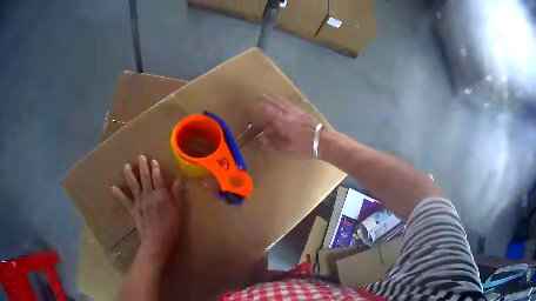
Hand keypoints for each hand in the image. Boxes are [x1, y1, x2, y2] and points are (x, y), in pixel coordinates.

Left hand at [111, 155, 182, 264]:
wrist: (157, 241)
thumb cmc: (171, 227)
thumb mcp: (179, 211)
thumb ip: (177, 195)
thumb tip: (178, 181)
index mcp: (161, 194)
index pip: (158, 177)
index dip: (156, 168)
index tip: (153, 160)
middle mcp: (148, 194)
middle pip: (145, 177)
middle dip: (143, 166)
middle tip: (140, 156)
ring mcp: (139, 201)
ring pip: (134, 185)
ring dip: (130, 175)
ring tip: (126, 166)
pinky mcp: (133, 210)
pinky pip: (125, 200)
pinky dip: (119, 194)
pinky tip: (113, 188)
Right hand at [257, 94, 319, 157]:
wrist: (325, 141)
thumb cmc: (306, 146)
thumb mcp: (288, 147)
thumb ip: (275, 141)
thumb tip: (264, 137)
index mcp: (283, 121)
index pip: (270, 111)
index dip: (262, 106)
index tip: (256, 102)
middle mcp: (290, 113)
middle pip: (277, 103)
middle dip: (269, 98)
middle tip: (261, 94)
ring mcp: (298, 112)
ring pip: (285, 102)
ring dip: (277, 98)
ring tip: (272, 95)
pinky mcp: (305, 113)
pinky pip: (292, 104)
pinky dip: (286, 102)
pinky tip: (286, 102)